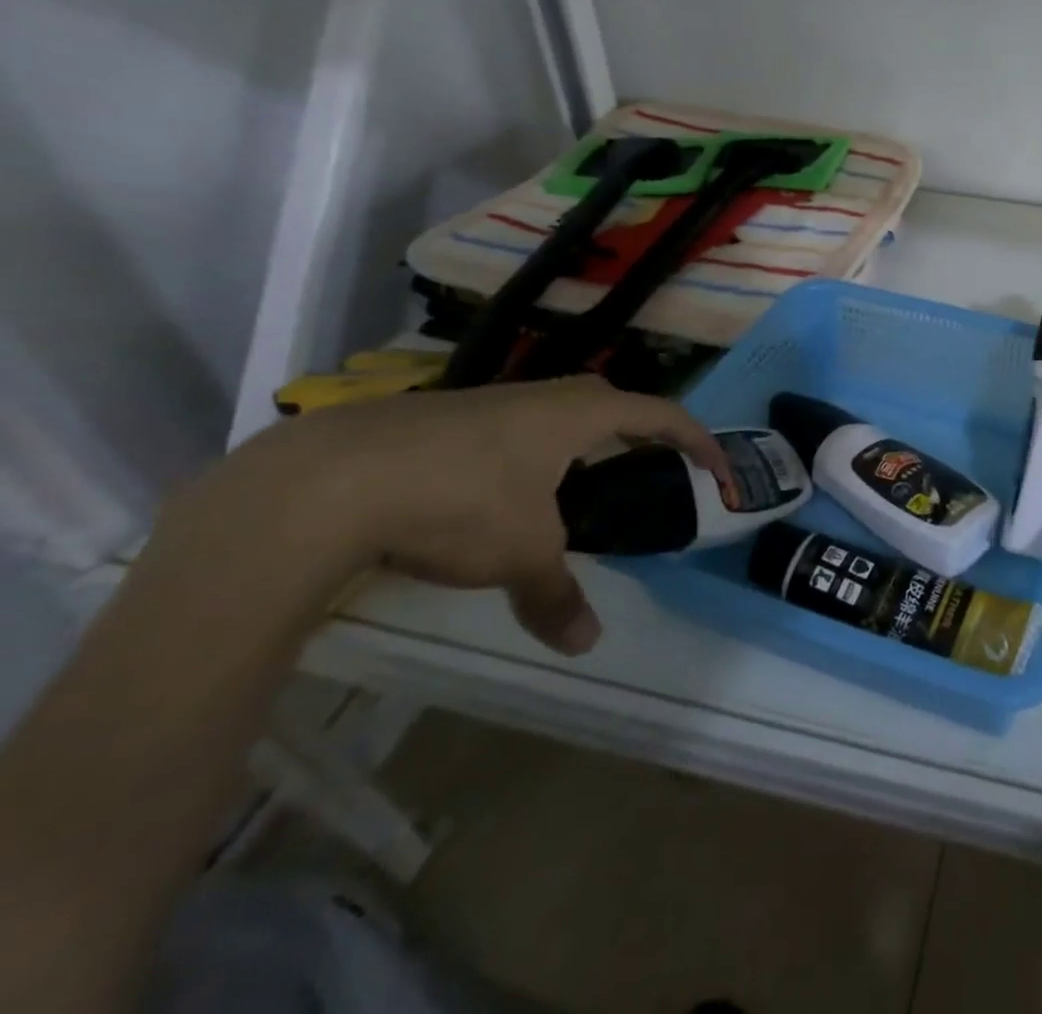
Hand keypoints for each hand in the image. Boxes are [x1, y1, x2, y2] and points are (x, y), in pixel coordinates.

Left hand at [160, 378, 725, 655]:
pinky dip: (521, 457)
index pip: (660, 414)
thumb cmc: (458, 501)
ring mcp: (484, 403)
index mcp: (577, 414)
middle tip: (645, 469)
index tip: (716, 469)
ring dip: (574, 446)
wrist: (324, 482)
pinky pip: (504, 430)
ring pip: (550, 415)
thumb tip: (585, 645)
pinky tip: (494, 497)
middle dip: (635, 433)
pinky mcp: (436, 420)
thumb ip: (557, 595)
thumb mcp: (520, 555)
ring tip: (572, 491)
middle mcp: (538, 397)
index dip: (696, 440)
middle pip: (607, 403)